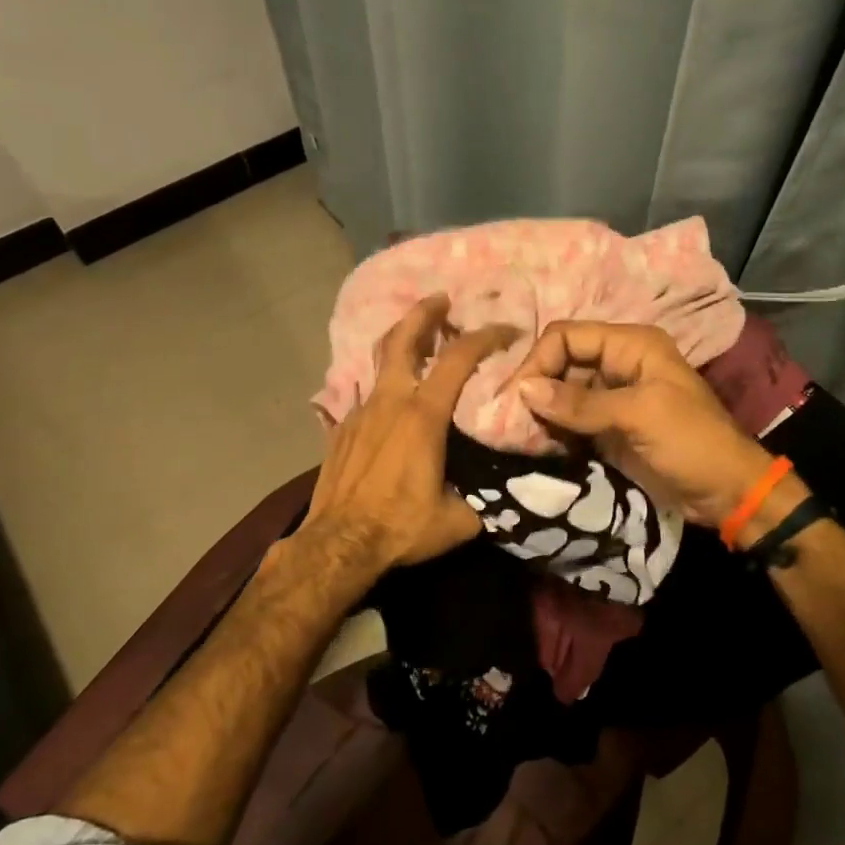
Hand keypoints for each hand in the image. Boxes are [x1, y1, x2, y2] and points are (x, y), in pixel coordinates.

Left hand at [304, 295, 516, 572]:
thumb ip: (481, 499)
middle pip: (404, 340)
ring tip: (418, 341)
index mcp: (423, 415)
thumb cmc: (401, 527)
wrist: (338, 545)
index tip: (506, 329)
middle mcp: (390, 402)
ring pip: (380, 363)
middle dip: (424, 312)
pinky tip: (391, 404)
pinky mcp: (341, 430)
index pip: (459, 358)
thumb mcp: (458, 520)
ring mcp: (360, 412)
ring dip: (401, 345)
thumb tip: (497, 496)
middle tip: (441, 298)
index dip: (486, 336)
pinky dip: (384, 388)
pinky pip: (366, 396)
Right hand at [509, 321, 778, 528]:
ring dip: (542, 412)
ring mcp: (613, 397)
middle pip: (562, 363)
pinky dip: (554, 430)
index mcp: (631, 345)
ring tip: (519, 435)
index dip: (540, 360)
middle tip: (510, 420)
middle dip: (537, 387)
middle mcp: (618, 364)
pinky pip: (571, 421)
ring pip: (563, 393)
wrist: (727, 492)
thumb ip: (581, 403)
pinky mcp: (609, 428)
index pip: (568, 336)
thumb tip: (524, 389)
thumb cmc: (691, 443)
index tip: (517, 397)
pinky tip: (537, 445)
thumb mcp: (638, 415)